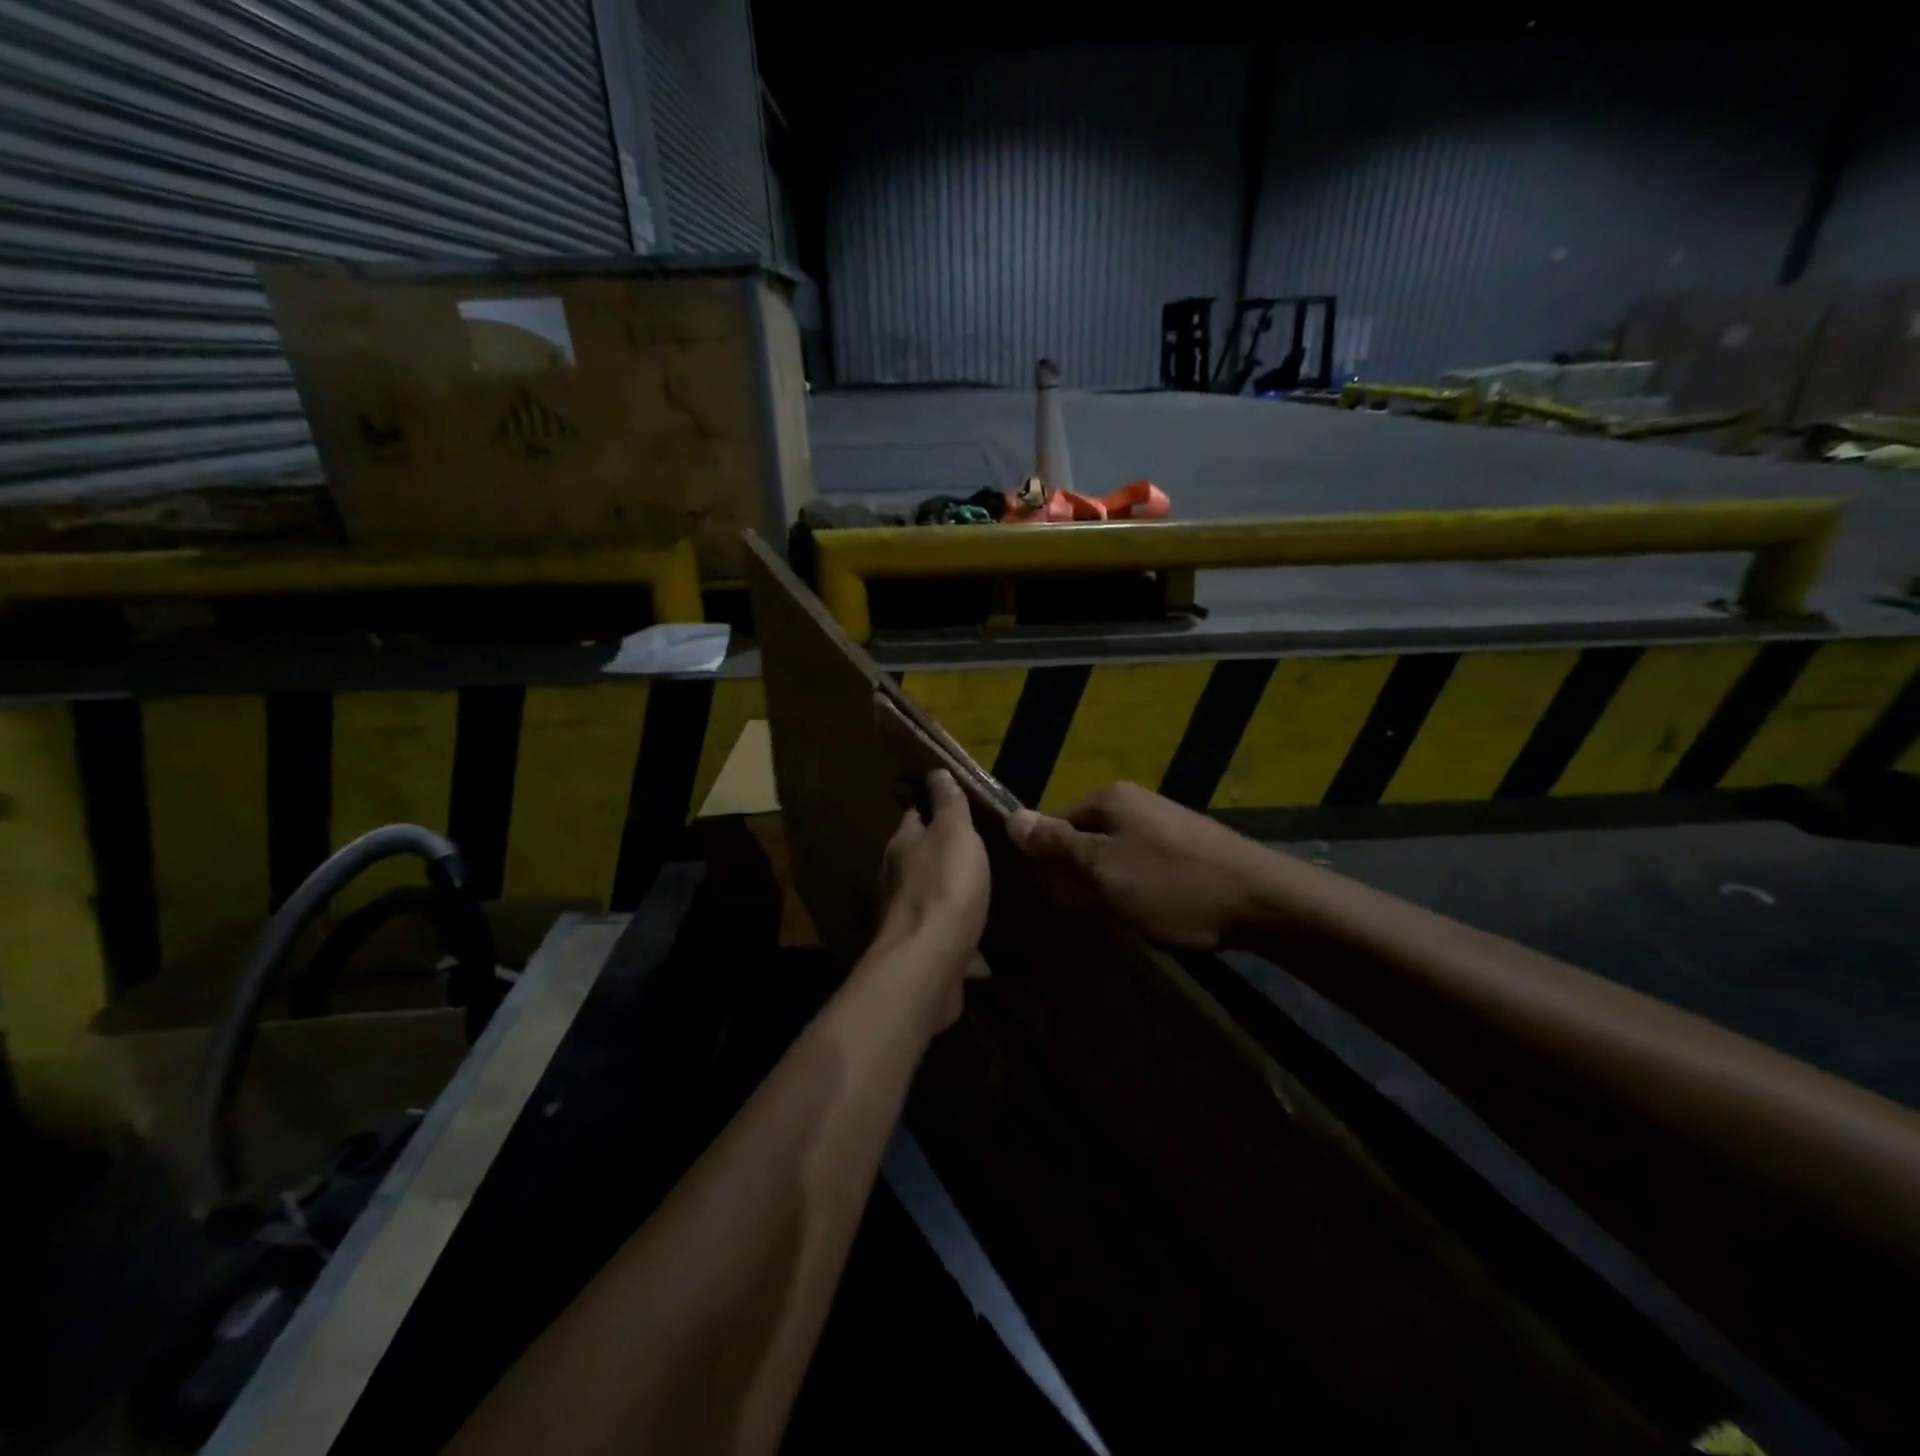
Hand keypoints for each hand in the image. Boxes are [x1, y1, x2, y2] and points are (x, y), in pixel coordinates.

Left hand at [876, 770, 990, 1027]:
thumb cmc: (944, 888)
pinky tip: (980, 947)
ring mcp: (904, 918)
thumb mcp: (954, 834)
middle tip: (972, 849)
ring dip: (948, 894)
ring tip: (977, 893)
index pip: (913, 815)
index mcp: (902, 845)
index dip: (931, 806)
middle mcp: (896, 878)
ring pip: (928, 897)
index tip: (951, 803)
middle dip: (940, 852)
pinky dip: (957, 936)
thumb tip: (935, 771)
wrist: (927, 964)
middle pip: (917, 856)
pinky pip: (941, 936)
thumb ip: (948, 804)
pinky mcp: (918, 952)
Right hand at [1007, 781, 1271, 950]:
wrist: (1264, 901)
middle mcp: (1136, 802)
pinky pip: (1146, 865)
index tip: (1052, 897)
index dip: (1049, 861)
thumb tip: (1013, 817)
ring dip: (1110, 886)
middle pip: (1087, 838)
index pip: (1057, 823)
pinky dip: (1140, 889)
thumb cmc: (1173, 885)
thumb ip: (1058, 845)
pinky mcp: (1191, 847)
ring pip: (1117, 855)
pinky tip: (1151, 914)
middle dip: (1081, 876)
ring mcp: (1166, 823)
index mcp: (1110, 799)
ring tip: (1118, 919)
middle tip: (1085, 913)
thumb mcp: (1104, 869)